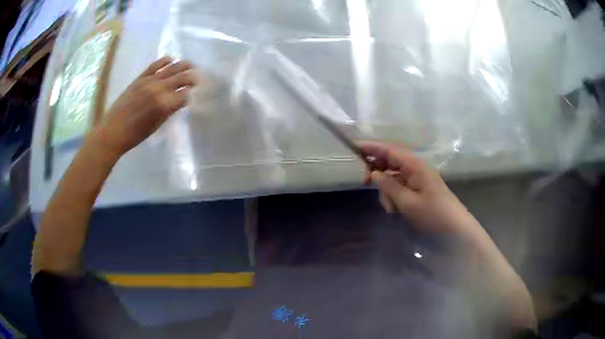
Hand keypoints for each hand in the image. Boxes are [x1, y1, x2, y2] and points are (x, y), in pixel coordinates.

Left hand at [91, 56, 196, 156]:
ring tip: (190, 65)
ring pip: (171, 68)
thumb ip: (169, 110)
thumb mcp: (157, 125)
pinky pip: (155, 65)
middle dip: (191, 78)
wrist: (113, 131)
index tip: (193, 95)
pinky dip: (164, 61)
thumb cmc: (136, 135)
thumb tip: (179, 100)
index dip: (190, 95)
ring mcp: (149, 81)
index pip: (185, 95)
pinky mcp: (140, 78)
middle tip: (197, 78)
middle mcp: (159, 89)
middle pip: (181, 78)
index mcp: (164, 105)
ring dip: (182, 65)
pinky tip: (170, 59)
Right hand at [359, 141, 475, 233]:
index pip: (389, 150)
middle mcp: (415, 167)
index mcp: (415, 165)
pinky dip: (393, 196)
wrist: (455, 228)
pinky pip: (399, 186)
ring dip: (386, 190)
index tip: (353, 147)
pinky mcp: (417, 188)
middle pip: (389, 161)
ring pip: (392, 176)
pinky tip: (395, 209)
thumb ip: (389, 186)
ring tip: (391, 208)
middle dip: (376, 172)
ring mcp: (416, 178)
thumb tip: (373, 173)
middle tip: (364, 183)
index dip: (371, 147)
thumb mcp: (408, 203)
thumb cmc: (434, 214)